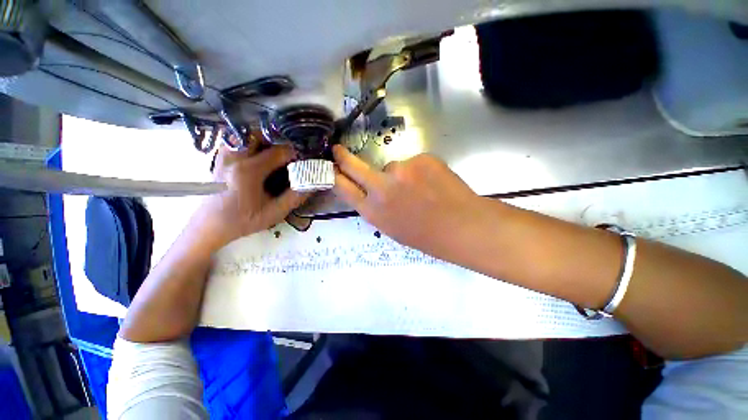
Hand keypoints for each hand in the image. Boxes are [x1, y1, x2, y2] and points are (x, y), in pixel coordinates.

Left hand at [191, 144, 308, 249]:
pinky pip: (239, 141)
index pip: (279, 151)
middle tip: (289, 156)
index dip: (296, 153)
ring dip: (265, 142)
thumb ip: (295, 198)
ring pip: (248, 135)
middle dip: (278, 142)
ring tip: (275, 157)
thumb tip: (312, 184)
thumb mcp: (273, 213)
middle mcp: (234, 157)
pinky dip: (253, 145)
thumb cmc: (242, 221)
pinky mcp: (220, 157)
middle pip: (261, 135)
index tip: (304, 160)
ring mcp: (224, 155)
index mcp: (248, 171)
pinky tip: (259, 159)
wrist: (209, 226)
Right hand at [332, 145, 490, 258]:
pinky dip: (419, 171)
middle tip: (338, 150)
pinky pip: (413, 163)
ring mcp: (401, 169)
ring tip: (421, 190)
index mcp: (373, 211)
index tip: (329, 167)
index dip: (334, 176)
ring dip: (401, 175)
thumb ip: (376, 207)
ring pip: (392, 166)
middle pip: (354, 166)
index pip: (343, 188)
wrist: (463, 226)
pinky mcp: (421, 158)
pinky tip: (433, 184)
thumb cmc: (426, 235)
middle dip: (343, 157)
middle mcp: (381, 188)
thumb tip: (372, 190)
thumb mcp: (392, 228)